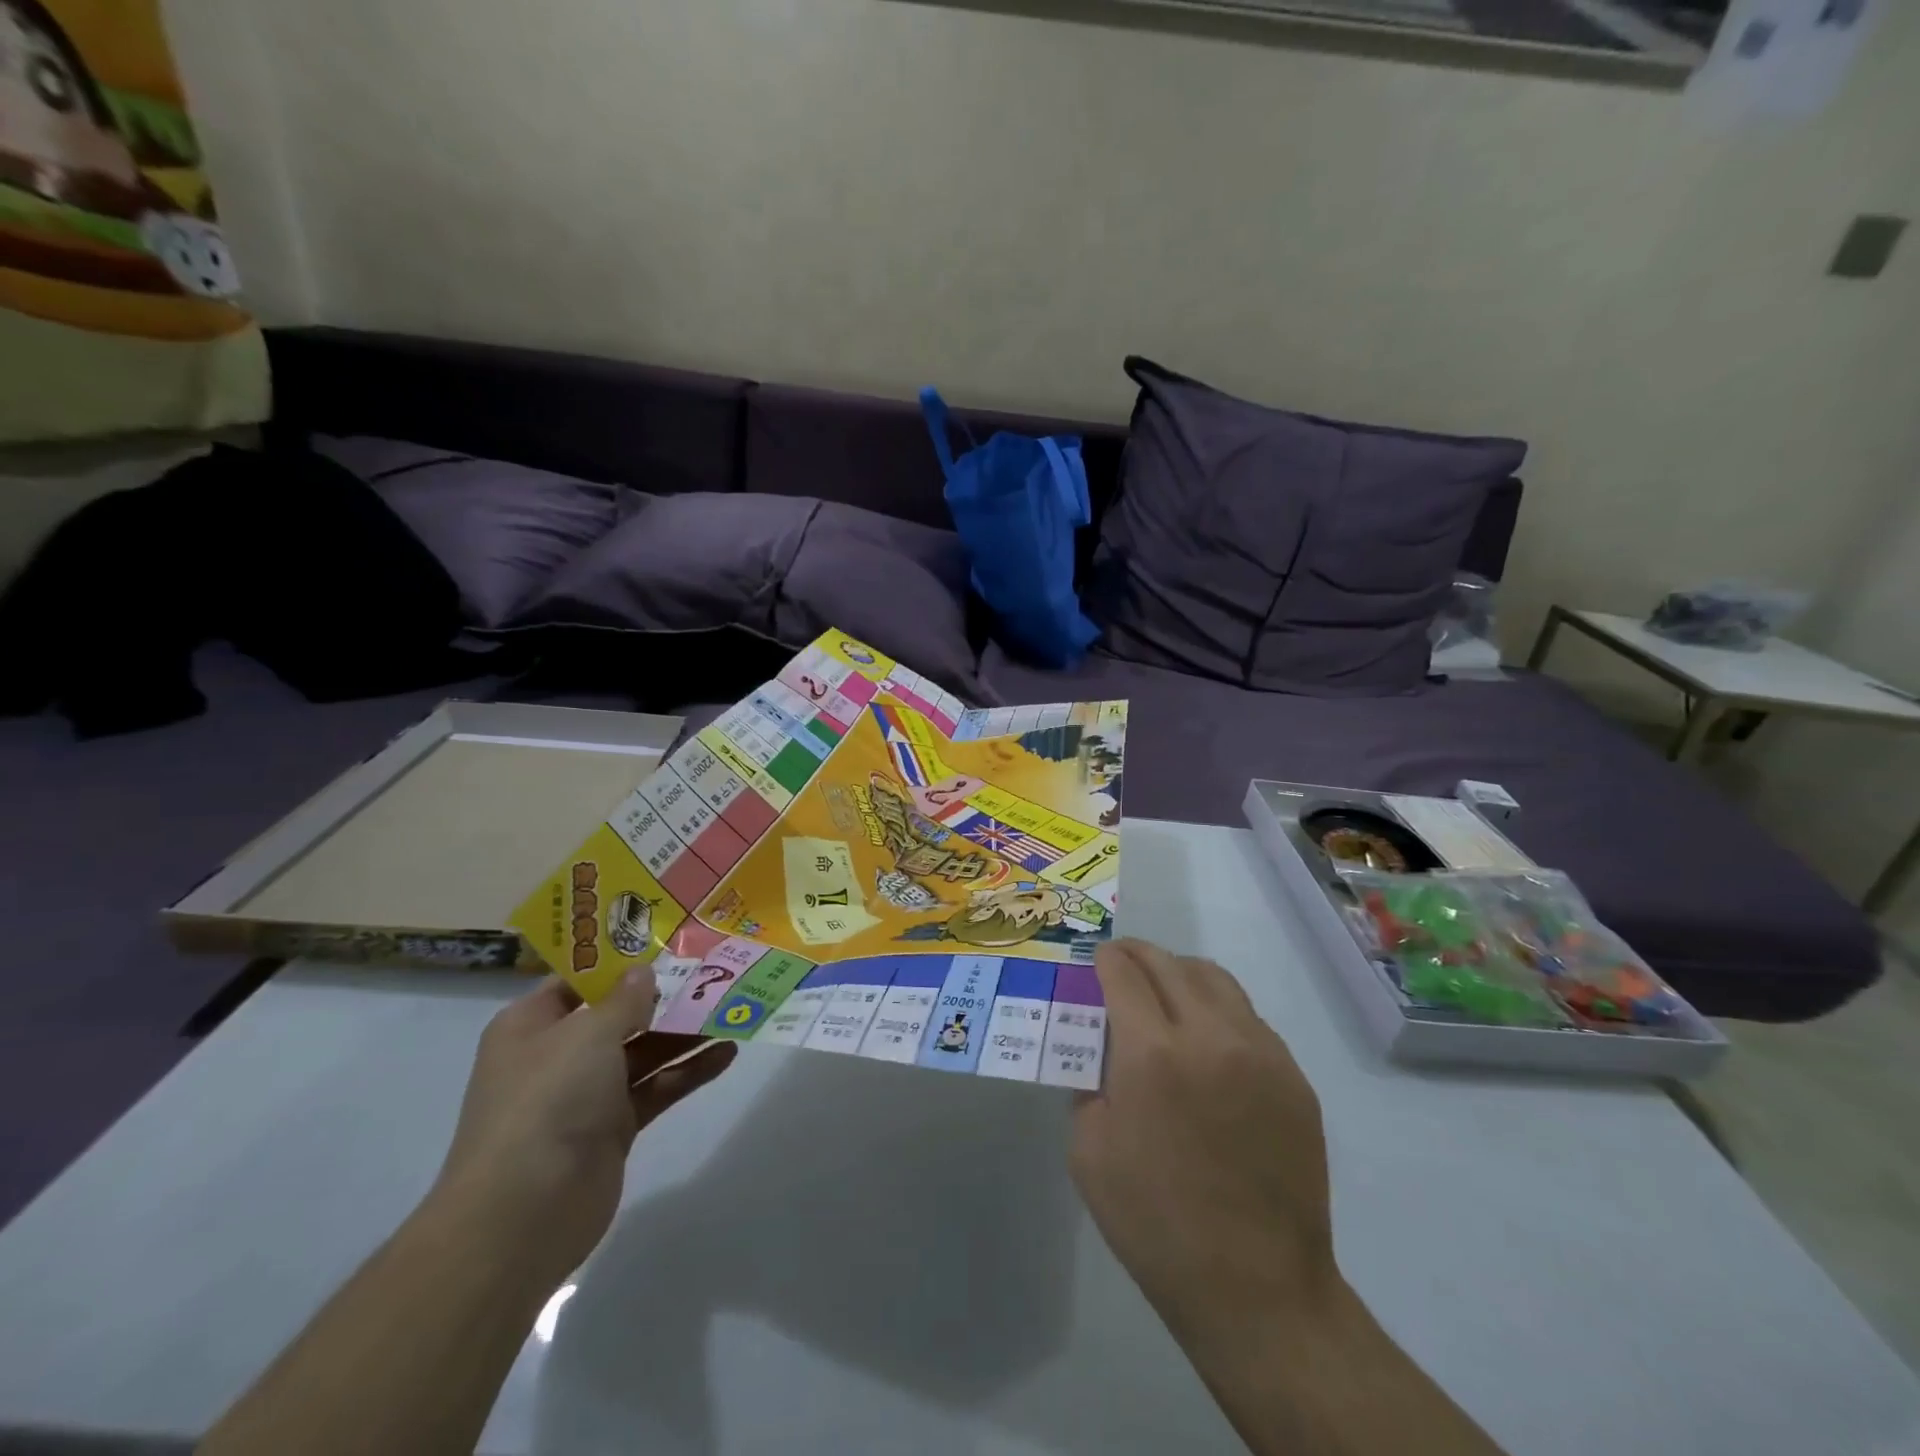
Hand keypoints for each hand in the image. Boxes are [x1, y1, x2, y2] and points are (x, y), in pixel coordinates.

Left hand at [431, 969, 736, 1283]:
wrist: (524, 1213)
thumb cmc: (548, 1101)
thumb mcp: (588, 1034)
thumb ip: (624, 1000)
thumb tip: (644, 972)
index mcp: (532, 1025)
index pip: (579, 980)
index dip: (620, 960)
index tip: (667, 941)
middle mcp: (558, 1055)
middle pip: (618, 1015)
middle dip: (664, 996)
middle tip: (713, 970)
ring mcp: (587, 1094)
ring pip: (644, 1051)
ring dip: (685, 1032)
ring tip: (732, 1007)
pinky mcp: (614, 1128)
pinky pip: (657, 1087)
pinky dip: (689, 1070)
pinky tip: (728, 1052)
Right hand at [1070, 939, 1334, 1353]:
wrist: (1257, 1288)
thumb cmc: (1155, 1223)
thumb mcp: (1089, 1151)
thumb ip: (1089, 1083)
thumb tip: (1102, 1049)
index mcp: (1152, 1054)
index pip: (1124, 975)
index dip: (1106, 959)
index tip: (1097, 959)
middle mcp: (1209, 1036)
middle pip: (1170, 965)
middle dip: (1139, 955)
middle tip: (1123, 961)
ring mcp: (1260, 1053)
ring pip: (1216, 980)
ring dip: (1181, 972)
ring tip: (1165, 988)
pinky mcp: (1293, 1077)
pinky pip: (1249, 1019)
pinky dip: (1218, 1009)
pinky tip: (1206, 1039)